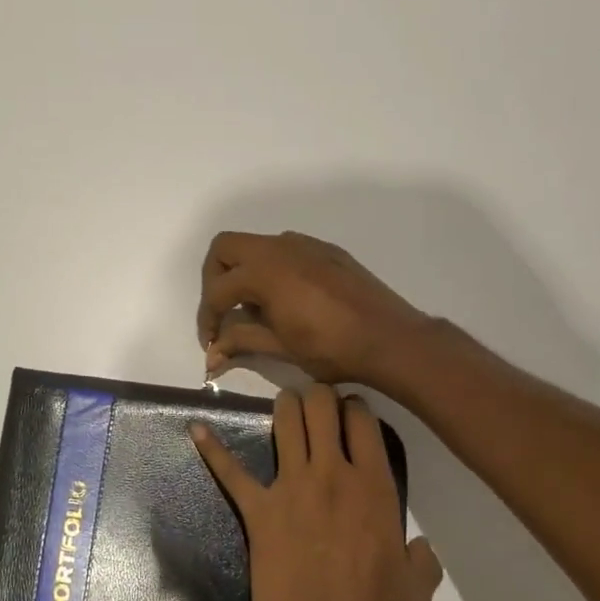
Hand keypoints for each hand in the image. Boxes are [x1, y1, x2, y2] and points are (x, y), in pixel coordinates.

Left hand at [192, 385, 442, 600]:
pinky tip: (196, 430)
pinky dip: (212, 449)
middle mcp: (331, 474)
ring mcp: (290, 487)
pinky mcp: (257, 509)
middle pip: (321, 406)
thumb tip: (417, 545)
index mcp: (375, 487)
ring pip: (285, 421)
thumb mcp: (417, 590)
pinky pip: (231, 472)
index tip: (354, 411)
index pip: (364, 421)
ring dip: (286, 406)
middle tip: (320, 403)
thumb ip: (421, 557)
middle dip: (320, 395)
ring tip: (288, 405)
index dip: (357, 407)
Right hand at [197, 232, 429, 388]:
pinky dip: (271, 269)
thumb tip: (211, 355)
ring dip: (243, 271)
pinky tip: (285, 300)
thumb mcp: (281, 348)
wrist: (391, 339)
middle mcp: (280, 248)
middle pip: (226, 248)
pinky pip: (284, 250)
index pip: (218, 290)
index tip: (211, 342)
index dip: (207, 318)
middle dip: (214, 279)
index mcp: (265, 271)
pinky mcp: (326, 251)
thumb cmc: (333, 349)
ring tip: (254, 310)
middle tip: (222, 312)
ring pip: (256, 245)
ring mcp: (305, 245)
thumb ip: (241, 342)